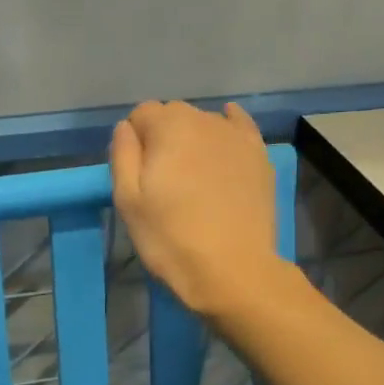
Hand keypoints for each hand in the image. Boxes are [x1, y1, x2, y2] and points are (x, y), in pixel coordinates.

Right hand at [110, 100, 280, 318]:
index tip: (137, 173)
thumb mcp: (128, 201)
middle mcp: (205, 120)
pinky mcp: (260, 156)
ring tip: (192, 177)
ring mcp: (237, 137)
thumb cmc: (170, 238)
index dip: (134, 140)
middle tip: (162, 179)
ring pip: (205, 122)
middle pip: (174, 114)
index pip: (142, 114)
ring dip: (192, 139)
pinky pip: (239, 127)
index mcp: (168, 127)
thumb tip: (126, 128)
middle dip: (162, 137)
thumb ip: (123, 155)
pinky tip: (223, 140)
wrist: (233, 270)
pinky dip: (227, 128)